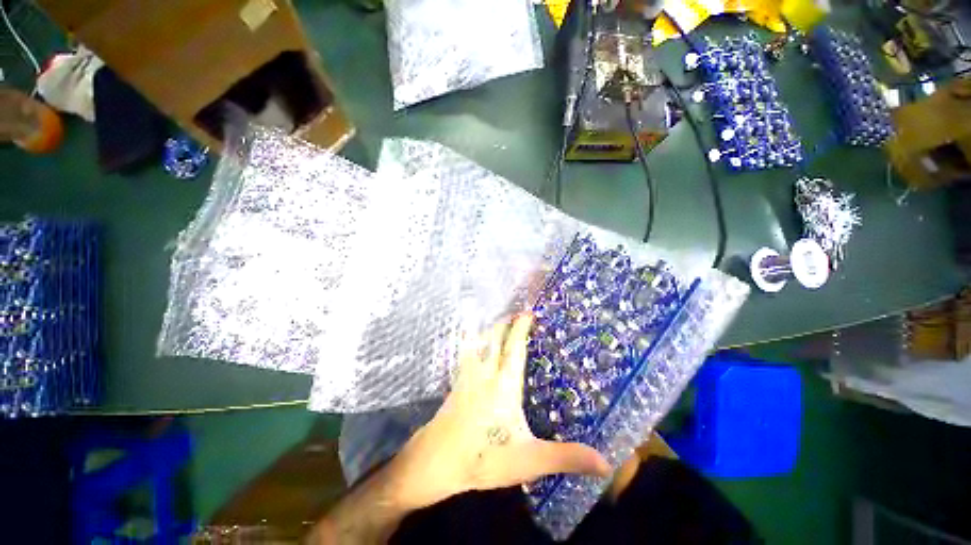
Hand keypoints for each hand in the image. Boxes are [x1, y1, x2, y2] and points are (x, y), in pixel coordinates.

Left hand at [385, 314, 610, 510]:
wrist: (436, 461)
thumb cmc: (482, 458)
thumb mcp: (528, 460)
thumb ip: (565, 457)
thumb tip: (605, 463)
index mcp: (504, 384)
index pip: (514, 347)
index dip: (521, 328)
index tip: (528, 312)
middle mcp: (485, 373)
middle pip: (493, 338)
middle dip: (504, 322)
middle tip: (515, 311)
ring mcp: (468, 377)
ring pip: (478, 343)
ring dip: (488, 330)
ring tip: (496, 321)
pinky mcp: (457, 384)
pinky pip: (468, 354)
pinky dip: (474, 343)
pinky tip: (474, 346)